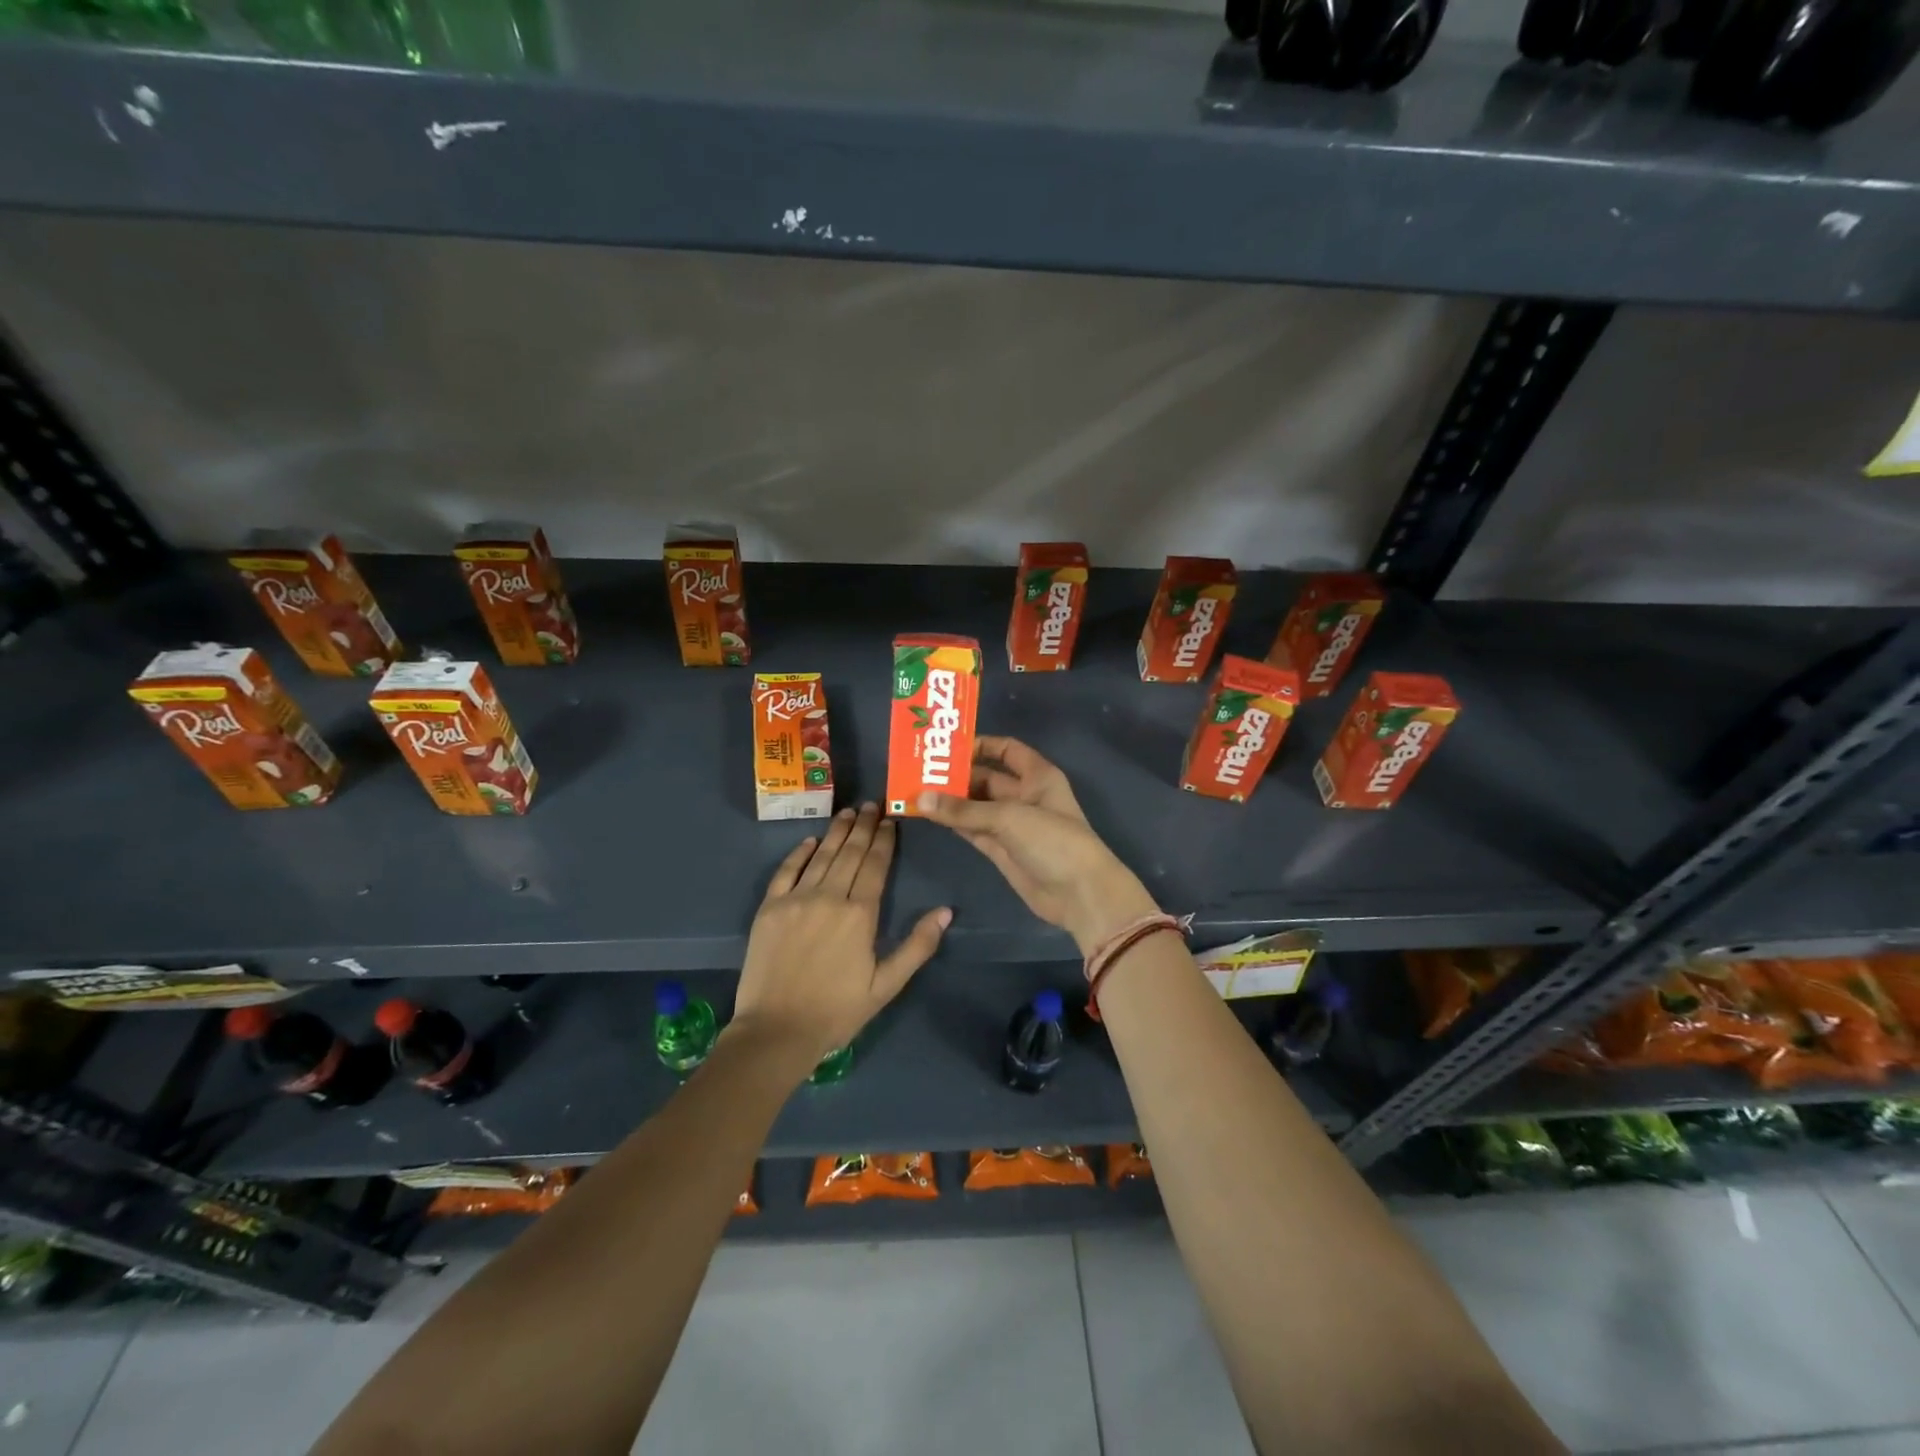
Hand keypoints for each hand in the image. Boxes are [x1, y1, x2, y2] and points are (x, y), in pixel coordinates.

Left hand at [730, 802, 950, 1073]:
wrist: (776, 1031)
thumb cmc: (838, 1011)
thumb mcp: (887, 985)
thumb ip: (917, 946)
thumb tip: (946, 911)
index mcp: (860, 914)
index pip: (875, 865)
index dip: (884, 840)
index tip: (890, 820)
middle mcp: (829, 896)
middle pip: (849, 853)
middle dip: (863, 827)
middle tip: (871, 805)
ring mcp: (796, 899)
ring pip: (821, 855)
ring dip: (836, 831)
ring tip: (847, 812)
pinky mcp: (770, 908)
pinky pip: (786, 871)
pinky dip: (799, 853)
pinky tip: (810, 840)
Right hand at [918, 736, 1156, 953]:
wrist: (1079, 894)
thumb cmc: (1053, 841)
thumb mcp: (1009, 817)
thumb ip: (964, 809)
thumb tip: (921, 799)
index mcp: (1037, 776)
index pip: (1007, 749)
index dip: (980, 745)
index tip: (947, 746)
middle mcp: (1024, 795)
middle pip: (985, 778)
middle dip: (956, 775)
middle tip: (918, 772)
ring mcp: (1012, 825)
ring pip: (976, 806)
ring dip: (950, 801)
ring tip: (915, 792)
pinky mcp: (1002, 850)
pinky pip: (973, 830)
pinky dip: (954, 823)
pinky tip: (929, 816)